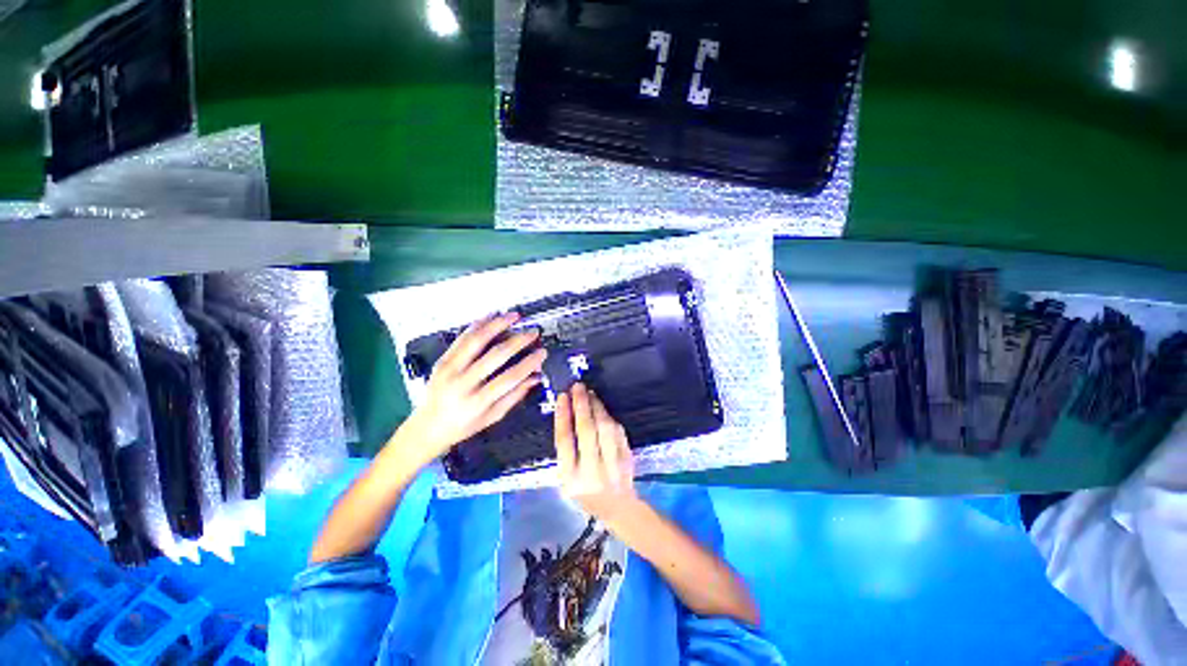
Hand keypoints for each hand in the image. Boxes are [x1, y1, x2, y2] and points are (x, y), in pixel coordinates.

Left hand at [401, 313, 545, 462]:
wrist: (427, 426)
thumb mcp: (492, 417)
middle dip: (518, 341)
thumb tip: (534, 378)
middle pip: (495, 356)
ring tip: (513, 316)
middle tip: (532, 333)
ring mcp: (450, 369)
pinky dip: (478, 325)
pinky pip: (462, 338)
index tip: (541, 353)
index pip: (510, 378)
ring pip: (477, 340)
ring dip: (498, 325)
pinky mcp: (442, 360)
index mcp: (477, 402)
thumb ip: (515, 396)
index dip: (529, 363)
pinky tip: (490, 316)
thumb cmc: (462, 425)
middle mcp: (462, 384)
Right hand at [555, 383, 637, 521]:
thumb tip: (567, 413)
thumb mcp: (567, 479)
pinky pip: (618, 431)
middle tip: (577, 387)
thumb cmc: (585, 493)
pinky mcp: (627, 458)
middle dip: (581, 405)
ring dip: (597, 407)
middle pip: (586, 430)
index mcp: (571, 478)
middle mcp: (591, 472)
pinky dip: (609, 417)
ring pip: (605, 428)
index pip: (565, 441)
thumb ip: (566, 451)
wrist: (617, 508)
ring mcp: (612, 465)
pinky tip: (602, 408)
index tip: (562, 396)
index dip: (563, 416)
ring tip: (589, 394)